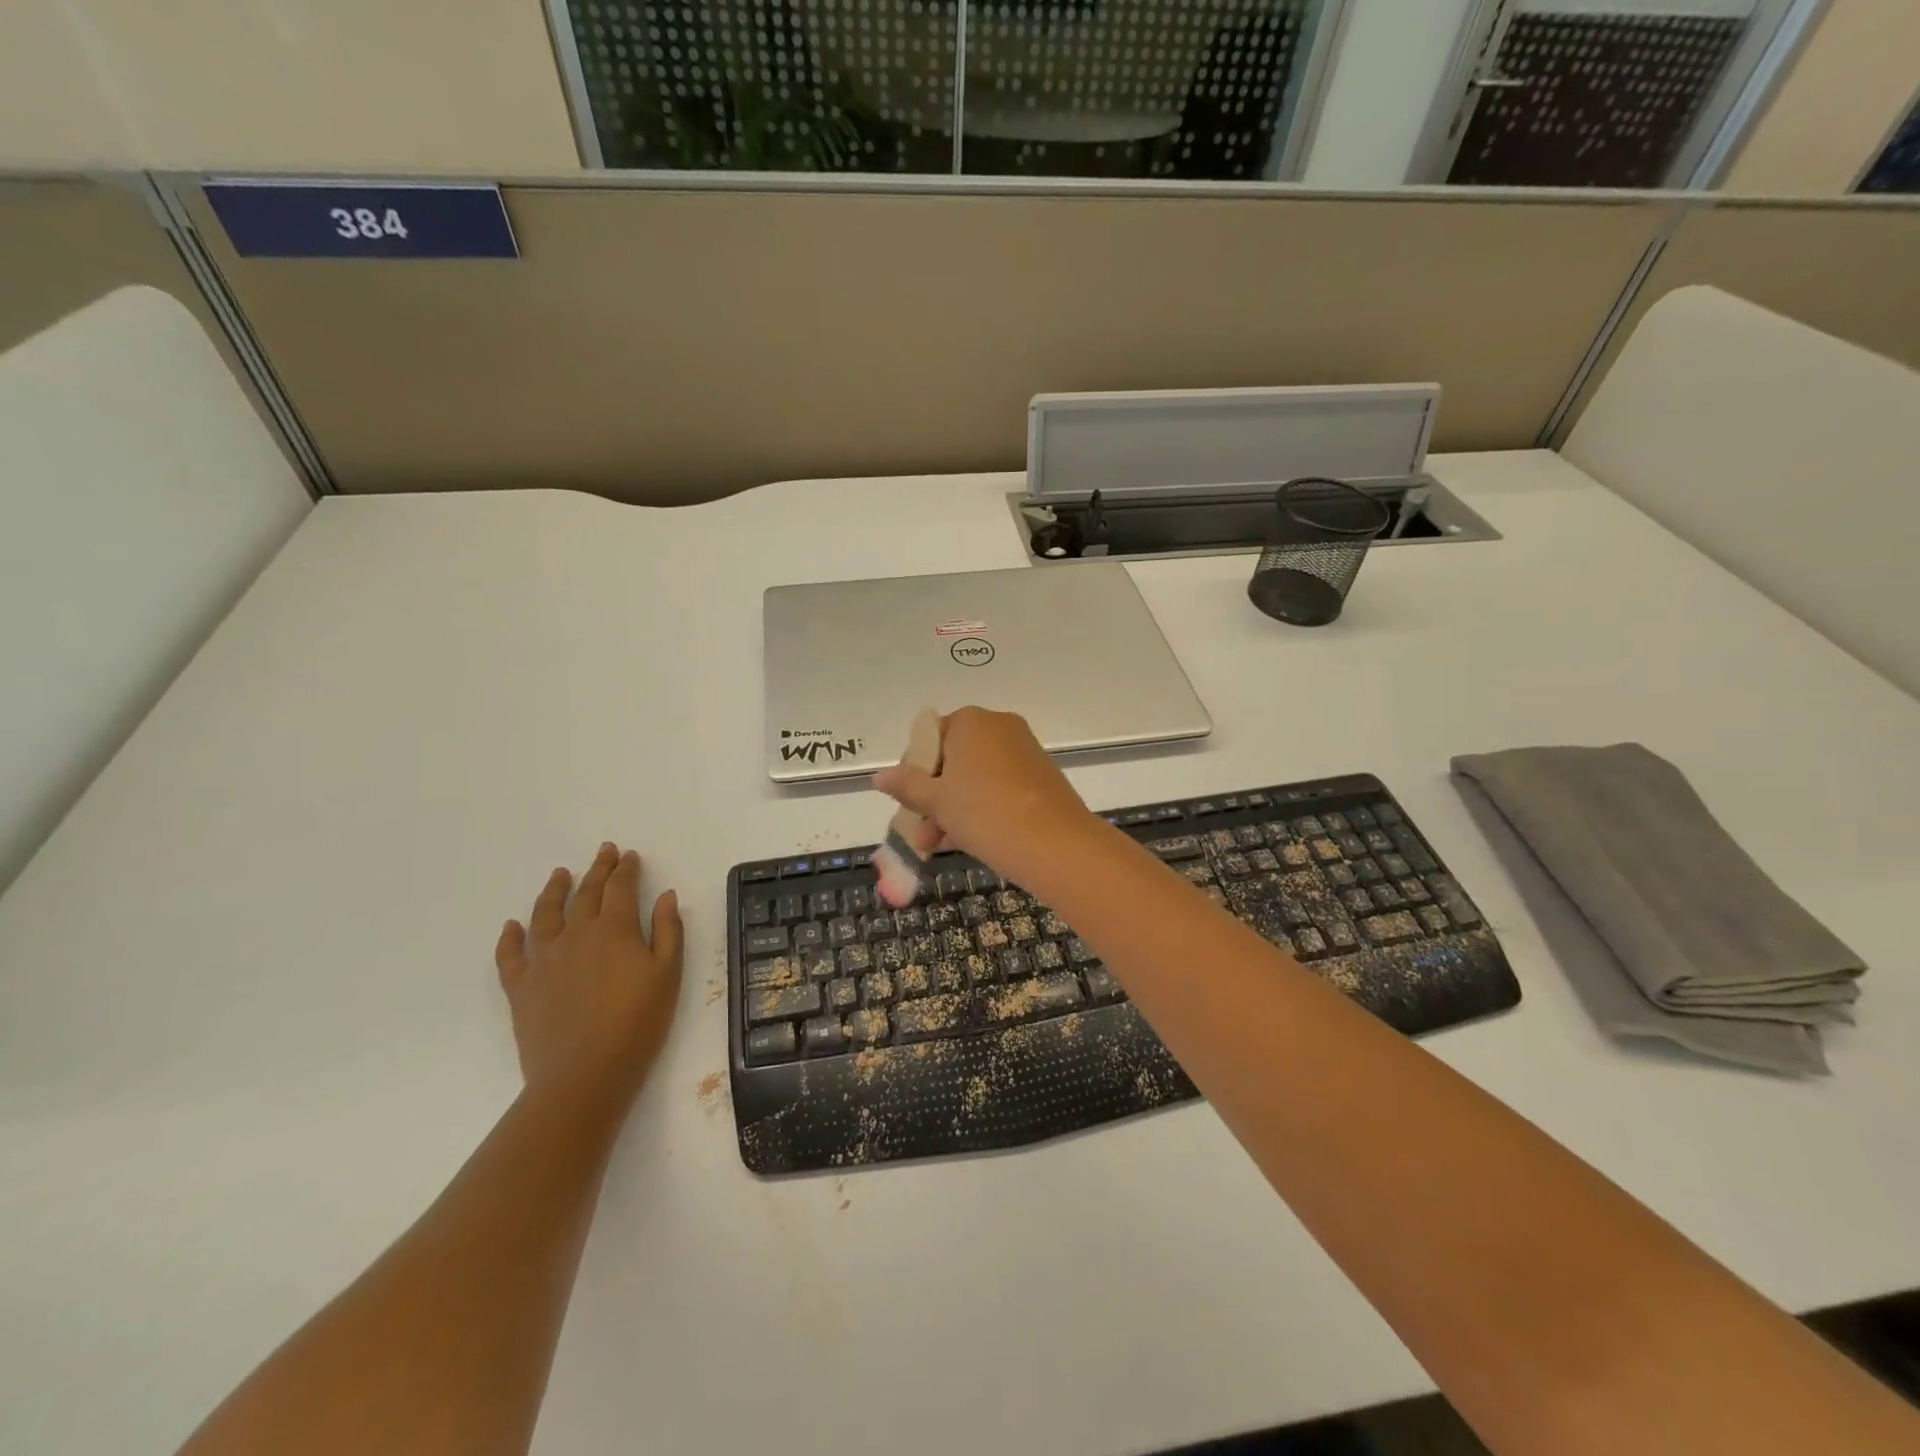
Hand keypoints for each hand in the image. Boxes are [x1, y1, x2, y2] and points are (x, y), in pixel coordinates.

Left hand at [495, 843, 683, 1115]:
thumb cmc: (637, 1023)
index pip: (620, 888)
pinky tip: (512, 926)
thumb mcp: (668, 974)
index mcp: (615, 929)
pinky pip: (510, 955)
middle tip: (604, 852)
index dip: (626, 869)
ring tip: (559, 874)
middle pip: (585, 893)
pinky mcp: (521, 987)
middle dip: (597, 869)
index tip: (630, 855)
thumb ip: (668, 931)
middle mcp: (576, 934)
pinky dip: (510, 937)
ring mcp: (543, 960)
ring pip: (546, 914)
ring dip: (554, 890)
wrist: (584, 1075)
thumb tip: (665, 895)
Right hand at [872, 707, 1097, 881]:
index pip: (928, 739)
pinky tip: (968, 841)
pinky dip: (980, 810)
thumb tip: (879, 776)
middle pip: (951, 761)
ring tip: (939, 847)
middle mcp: (998, 727)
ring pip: (974, 779)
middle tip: (922, 835)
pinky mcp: (1040, 776)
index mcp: (971, 721)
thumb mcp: (937, 801)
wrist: (1056, 844)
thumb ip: (906, 786)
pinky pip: (998, 788)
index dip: (912, 773)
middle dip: (933, 799)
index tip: (908, 805)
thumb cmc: (985, 813)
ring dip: (953, 810)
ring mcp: (1023, 751)